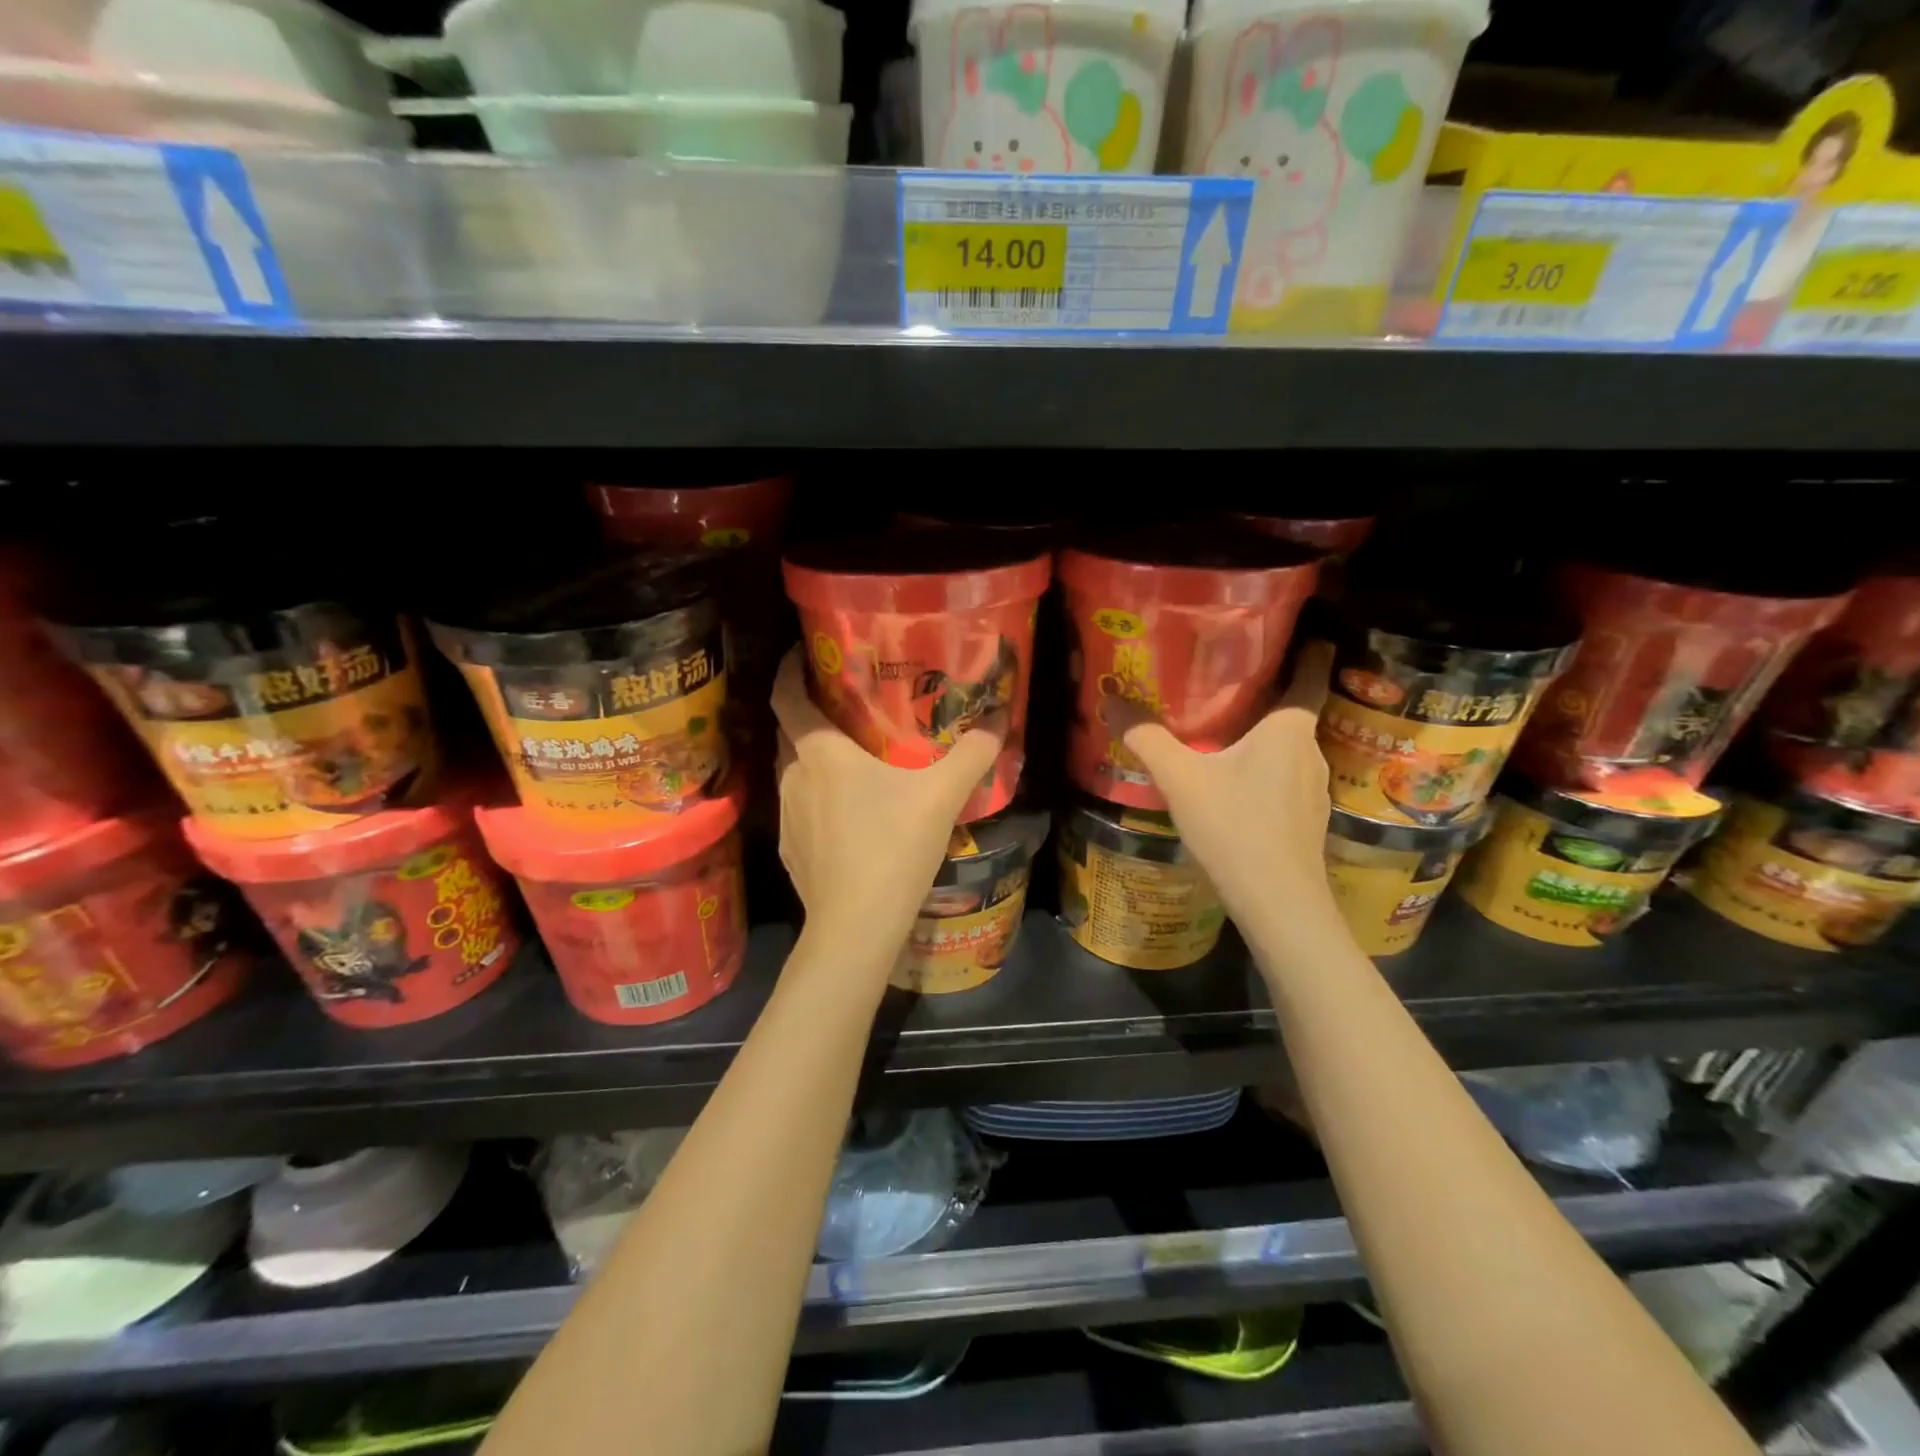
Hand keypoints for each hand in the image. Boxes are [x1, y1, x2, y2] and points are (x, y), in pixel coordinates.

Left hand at [771, 646, 1005, 969]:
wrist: (856, 926)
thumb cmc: (893, 846)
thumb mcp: (942, 796)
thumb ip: (972, 755)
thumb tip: (999, 723)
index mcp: (820, 752)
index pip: (785, 695)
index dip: (788, 670)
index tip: (803, 654)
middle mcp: (793, 776)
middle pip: (790, 732)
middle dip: (809, 714)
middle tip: (845, 707)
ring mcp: (786, 816)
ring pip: (794, 773)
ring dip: (814, 760)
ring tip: (850, 761)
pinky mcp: (790, 851)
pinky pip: (800, 810)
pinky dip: (816, 801)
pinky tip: (846, 818)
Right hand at [1112, 643, 1337, 943]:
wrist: (1279, 904)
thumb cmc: (1236, 828)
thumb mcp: (1181, 778)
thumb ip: (1146, 738)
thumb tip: (1110, 698)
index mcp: (1289, 728)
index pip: (1310, 671)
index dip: (1306, 647)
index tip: (1286, 630)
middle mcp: (1310, 751)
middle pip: (1292, 710)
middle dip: (1264, 694)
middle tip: (1225, 679)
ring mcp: (1314, 788)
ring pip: (1287, 747)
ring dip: (1262, 736)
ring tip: (1223, 729)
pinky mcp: (1307, 819)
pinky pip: (1284, 778)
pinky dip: (1263, 769)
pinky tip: (1234, 783)